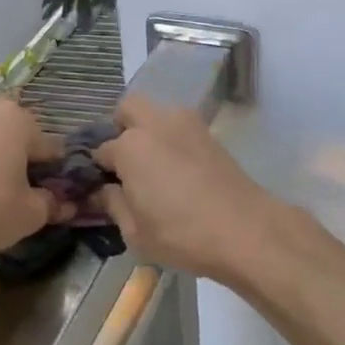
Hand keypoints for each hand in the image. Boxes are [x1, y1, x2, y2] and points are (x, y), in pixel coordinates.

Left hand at [0, 96, 67, 262]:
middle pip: (20, 140)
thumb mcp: (31, 214)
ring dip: (1, 165)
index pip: (52, 148)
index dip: (58, 176)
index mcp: (19, 119)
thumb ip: (52, 204)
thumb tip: (64, 204)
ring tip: (1, 199)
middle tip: (29, 198)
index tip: (57, 200)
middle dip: (27, 165)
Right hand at [91, 95, 282, 280]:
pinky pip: (180, 127)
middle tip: (125, 163)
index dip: (97, 169)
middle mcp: (156, 124)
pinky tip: (177, 171)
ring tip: (153, 167)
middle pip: (128, 109)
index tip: (101, 186)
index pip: (101, 150)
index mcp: (130, 146)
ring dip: (149, 131)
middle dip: (121, 129)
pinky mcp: (211, 135)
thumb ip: (113, 204)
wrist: (247, 231)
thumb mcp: (135, 231)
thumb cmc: (181, 234)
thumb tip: (102, 191)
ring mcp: (187, 125)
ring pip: (157, 113)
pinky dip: (172, 140)